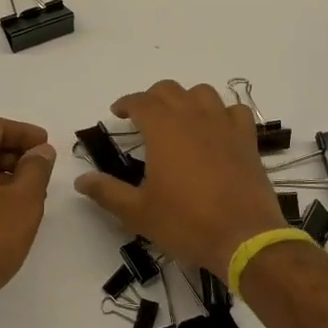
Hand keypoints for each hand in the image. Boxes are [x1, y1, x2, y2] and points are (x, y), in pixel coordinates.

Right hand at [73, 81, 286, 277]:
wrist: (243, 237)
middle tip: (143, 117)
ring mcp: (224, 125)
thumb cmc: (186, 223)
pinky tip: (217, 128)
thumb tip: (80, 180)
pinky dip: (222, 112)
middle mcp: (193, 117)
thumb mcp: (138, 212)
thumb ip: (107, 192)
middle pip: (169, 90)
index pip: (140, 101)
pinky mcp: (246, 139)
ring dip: (186, 99)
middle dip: (152, 98)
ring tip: (179, 118)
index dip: (126, 103)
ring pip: (202, 93)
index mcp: (163, 129)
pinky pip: (234, 111)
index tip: (118, 113)